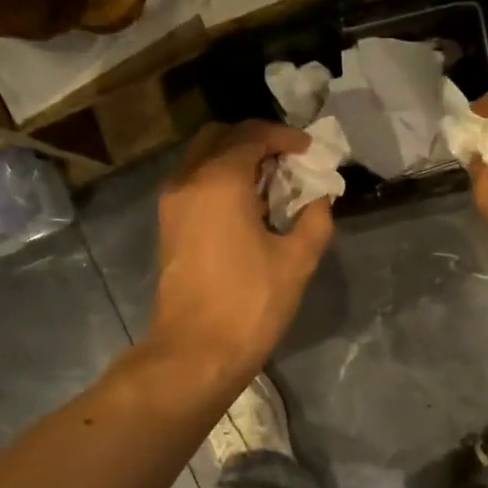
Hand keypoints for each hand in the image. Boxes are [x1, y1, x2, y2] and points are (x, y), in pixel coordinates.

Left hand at [148, 120, 333, 380]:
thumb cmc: (250, 304)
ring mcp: (172, 204)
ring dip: (236, 161)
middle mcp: (188, 180)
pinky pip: (194, 184)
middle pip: (220, 137)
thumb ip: (315, 220)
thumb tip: (319, 200)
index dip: (286, 138)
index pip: (253, 136)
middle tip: (288, 162)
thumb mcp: (297, 261)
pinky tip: (249, 209)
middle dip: (256, 141)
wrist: (196, 351)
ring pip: (203, 159)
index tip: (310, 152)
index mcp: (219, 181)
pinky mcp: (168, 227)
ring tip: (272, 186)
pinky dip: (220, 182)